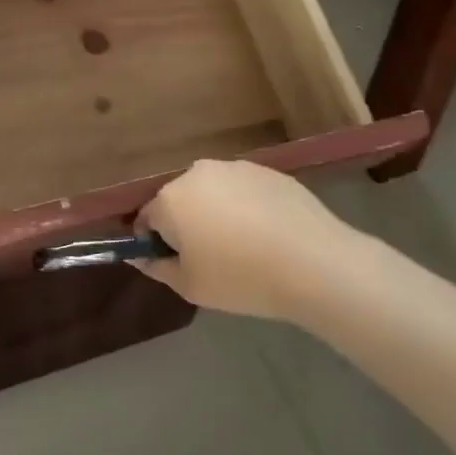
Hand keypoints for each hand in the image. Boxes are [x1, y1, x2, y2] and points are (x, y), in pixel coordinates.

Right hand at [133, 159, 376, 321]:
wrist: (315, 264)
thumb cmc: (241, 278)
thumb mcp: (190, 286)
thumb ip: (157, 267)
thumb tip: (140, 255)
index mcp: (170, 199)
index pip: (147, 218)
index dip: (155, 242)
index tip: (174, 263)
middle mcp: (197, 173)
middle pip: (179, 200)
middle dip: (186, 223)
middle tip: (209, 257)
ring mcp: (235, 168)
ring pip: (213, 192)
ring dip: (216, 212)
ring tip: (243, 246)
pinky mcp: (268, 171)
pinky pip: (244, 190)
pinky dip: (247, 207)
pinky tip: (268, 234)